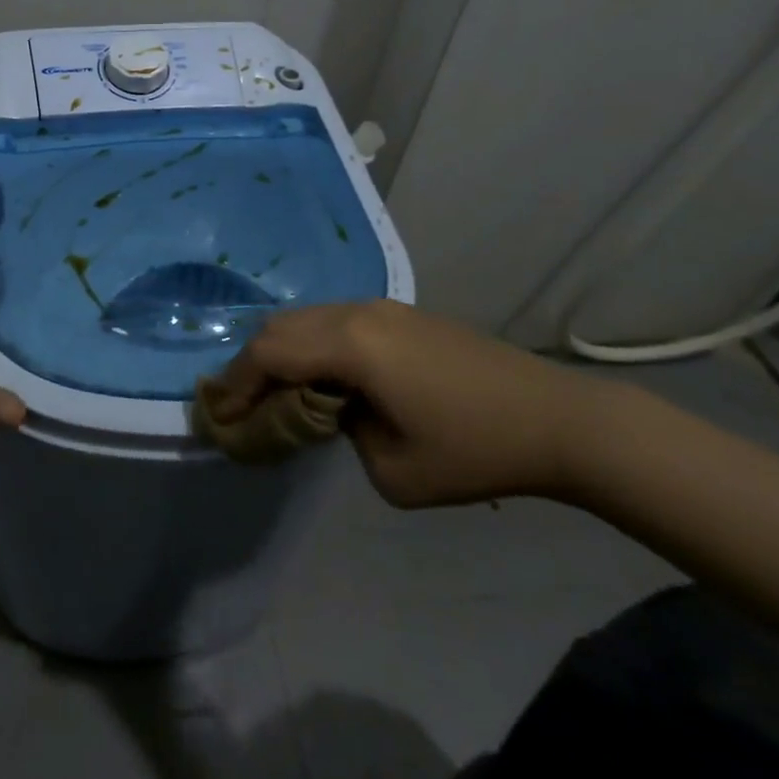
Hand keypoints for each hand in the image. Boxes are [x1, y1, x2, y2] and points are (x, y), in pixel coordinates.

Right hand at [214, 301, 611, 506]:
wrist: (558, 419)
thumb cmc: (474, 451)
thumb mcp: (392, 471)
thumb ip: (341, 433)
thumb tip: (333, 410)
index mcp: (351, 344)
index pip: (269, 354)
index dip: (237, 384)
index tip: (220, 417)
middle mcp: (357, 312)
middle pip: (279, 327)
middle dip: (252, 364)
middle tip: (240, 404)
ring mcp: (381, 307)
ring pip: (306, 318)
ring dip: (282, 352)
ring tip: (277, 393)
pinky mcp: (400, 313)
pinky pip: (334, 320)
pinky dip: (312, 345)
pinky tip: (323, 378)